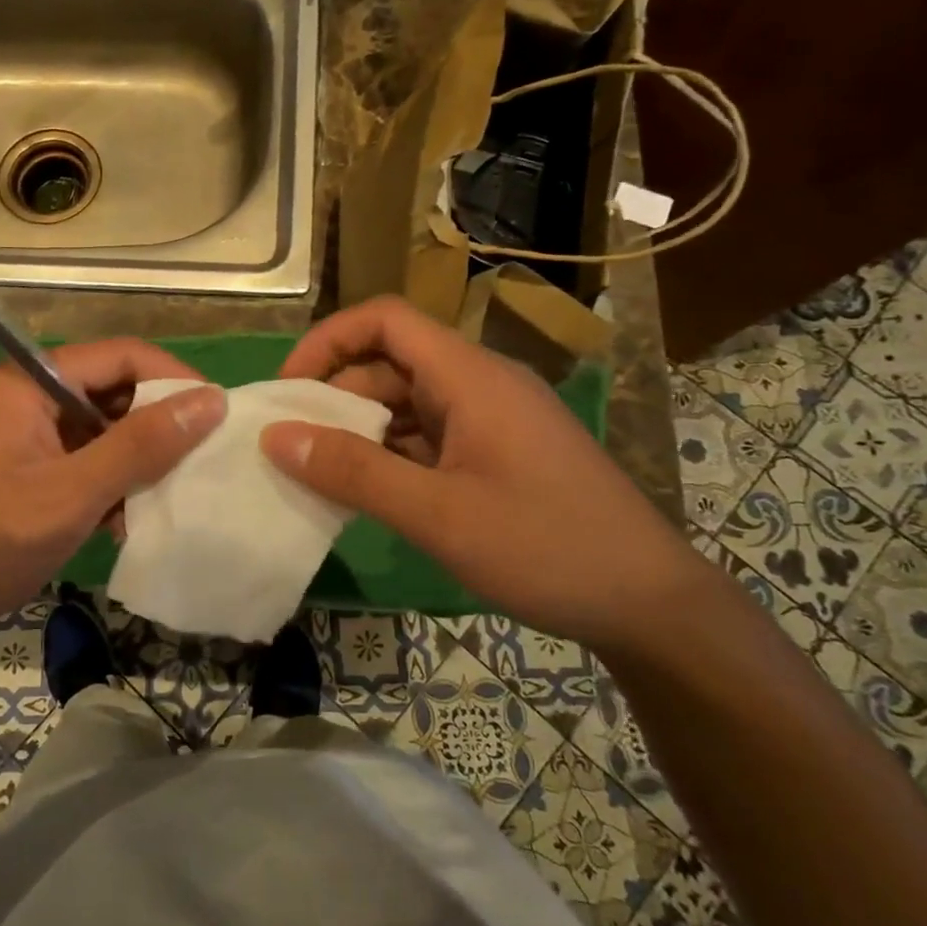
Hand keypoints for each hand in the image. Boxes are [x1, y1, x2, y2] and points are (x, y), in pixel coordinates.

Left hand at [0, 339, 224, 638]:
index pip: (119, 355)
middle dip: (156, 425)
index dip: (172, 379)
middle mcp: (26, 394)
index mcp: (28, 381)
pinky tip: (125, 520)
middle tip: (200, 460)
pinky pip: (82, 457)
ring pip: (100, 428)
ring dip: (134, 461)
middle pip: (110, 390)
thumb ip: (142, 444)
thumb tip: (211, 399)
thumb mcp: (73, 493)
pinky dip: (108, 482)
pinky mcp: (23, 466)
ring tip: (165, 497)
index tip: (217, 414)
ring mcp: (23, 432)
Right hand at [259, 296, 705, 653]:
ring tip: (318, 473)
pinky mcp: (497, 454)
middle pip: (390, 363)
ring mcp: (491, 421)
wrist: (651, 605)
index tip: (288, 389)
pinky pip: (428, 437)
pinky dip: (390, 456)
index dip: (328, 341)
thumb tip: (275, 437)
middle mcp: (479, 385)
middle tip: (291, 445)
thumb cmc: (546, 548)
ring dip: (360, 430)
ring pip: (407, 404)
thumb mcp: (438, 514)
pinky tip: (367, 494)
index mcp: (470, 377)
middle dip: (335, 395)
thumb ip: (353, 472)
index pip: (385, 320)